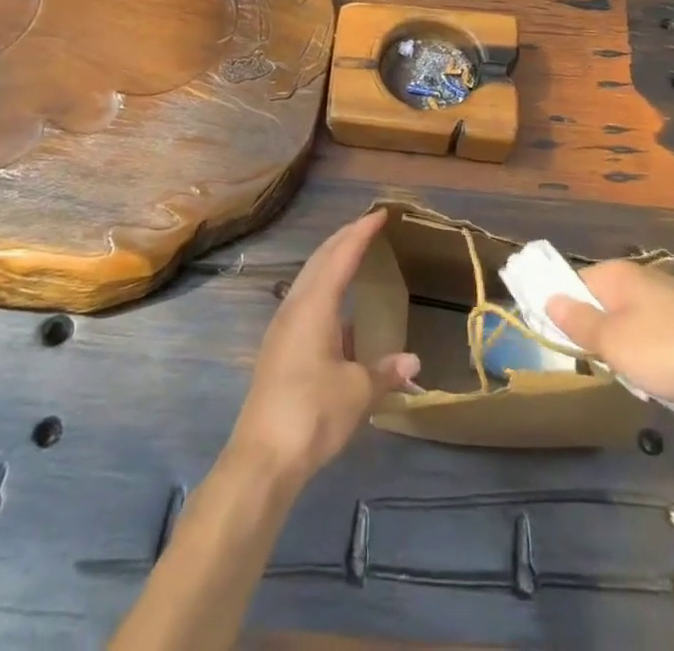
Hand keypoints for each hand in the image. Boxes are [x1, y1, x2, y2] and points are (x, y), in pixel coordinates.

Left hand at [227, 211, 419, 487]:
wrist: (261, 459)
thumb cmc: (313, 413)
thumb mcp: (357, 392)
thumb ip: (385, 372)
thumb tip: (413, 362)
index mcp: (314, 305)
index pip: (341, 255)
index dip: (361, 232)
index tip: (380, 213)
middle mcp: (295, 307)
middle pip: (320, 260)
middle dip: (344, 239)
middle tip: (368, 226)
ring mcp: (282, 328)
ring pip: (309, 279)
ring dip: (331, 262)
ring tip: (354, 256)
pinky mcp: (278, 349)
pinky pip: (305, 301)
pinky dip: (324, 288)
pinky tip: (339, 309)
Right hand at [546, 260, 673, 436]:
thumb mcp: (615, 343)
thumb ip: (578, 322)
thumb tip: (548, 297)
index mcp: (620, 275)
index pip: (574, 282)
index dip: (561, 310)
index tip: (559, 343)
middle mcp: (646, 279)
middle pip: (604, 307)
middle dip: (601, 340)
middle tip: (605, 368)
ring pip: (634, 328)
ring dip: (631, 356)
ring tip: (642, 383)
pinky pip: (663, 342)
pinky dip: (660, 363)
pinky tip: (672, 386)